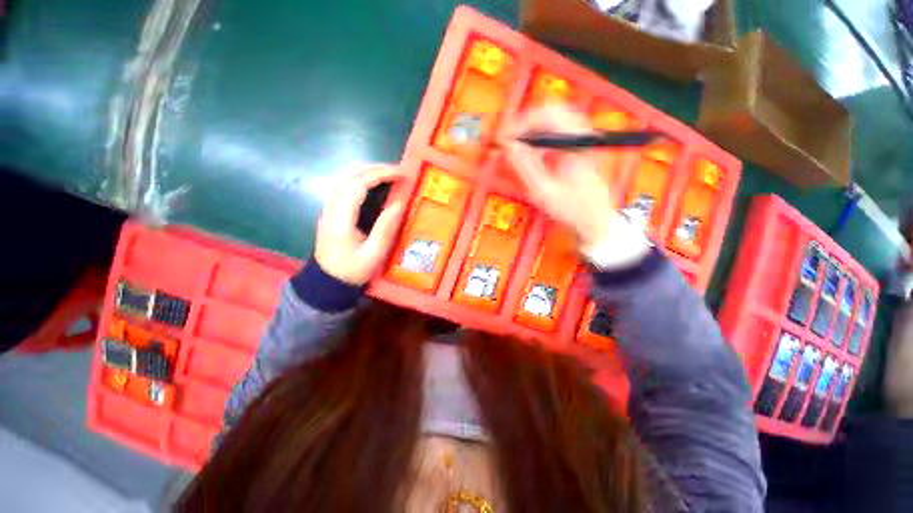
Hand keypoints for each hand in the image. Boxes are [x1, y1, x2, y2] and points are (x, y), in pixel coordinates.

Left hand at [314, 165, 404, 285]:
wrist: (327, 283)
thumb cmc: (352, 271)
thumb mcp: (374, 254)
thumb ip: (385, 228)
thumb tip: (399, 203)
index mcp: (341, 219)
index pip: (357, 185)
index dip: (379, 174)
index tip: (401, 174)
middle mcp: (330, 208)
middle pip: (348, 176)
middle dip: (374, 168)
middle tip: (397, 171)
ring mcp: (327, 209)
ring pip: (343, 178)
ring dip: (366, 171)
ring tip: (387, 174)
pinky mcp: (330, 212)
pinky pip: (342, 186)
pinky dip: (359, 178)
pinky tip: (371, 183)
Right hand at [502, 106, 649, 267]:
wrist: (593, 219)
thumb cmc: (572, 209)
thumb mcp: (543, 190)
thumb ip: (525, 166)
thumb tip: (509, 146)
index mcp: (574, 144)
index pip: (545, 115)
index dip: (520, 123)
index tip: (505, 137)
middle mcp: (580, 136)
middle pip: (550, 111)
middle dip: (525, 123)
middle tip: (510, 138)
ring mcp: (580, 141)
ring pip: (553, 119)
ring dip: (532, 130)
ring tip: (518, 146)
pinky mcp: (577, 147)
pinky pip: (556, 132)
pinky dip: (540, 138)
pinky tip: (533, 153)